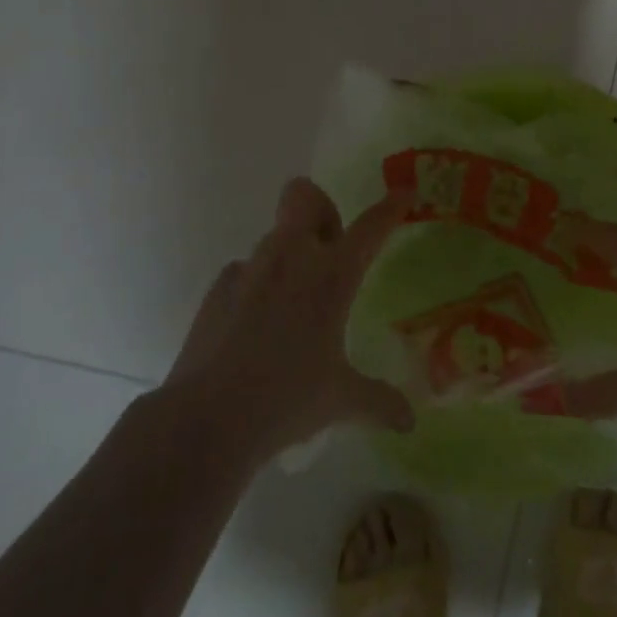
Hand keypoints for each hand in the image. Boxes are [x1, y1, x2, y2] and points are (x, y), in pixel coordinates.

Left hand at [162, 178, 413, 457]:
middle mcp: (292, 257)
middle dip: (322, 208)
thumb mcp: (341, 400)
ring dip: (291, 250)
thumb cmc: (287, 399)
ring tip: (295, 298)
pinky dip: (257, 283)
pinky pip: (245, 269)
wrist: (207, 419)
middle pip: (305, 196)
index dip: (391, 206)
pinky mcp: (218, 289)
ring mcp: (250, 269)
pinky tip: (257, 322)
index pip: (371, 226)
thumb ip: (379, 401)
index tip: (404, 194)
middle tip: (331, 247)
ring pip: (275, 234)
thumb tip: (409, 422)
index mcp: (332, 275)